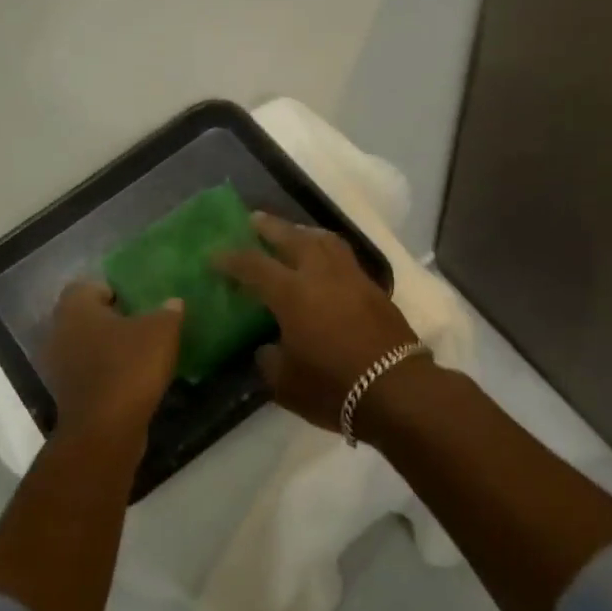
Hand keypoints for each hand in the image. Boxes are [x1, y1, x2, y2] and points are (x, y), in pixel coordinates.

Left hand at [43, 282, 182, 443]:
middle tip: (142, 325)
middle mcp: (58, 330)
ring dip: (106, 348)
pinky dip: (104, 372)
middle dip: (111, 319)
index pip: (90, 285)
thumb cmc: (129, 367)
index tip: (139, 303)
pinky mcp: (64, 393)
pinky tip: (129, 379)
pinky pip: (86, 371)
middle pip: (86, 316)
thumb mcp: (161, 332)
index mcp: (75, 307)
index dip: (115, 290)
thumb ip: (168, 312)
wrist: (105, 429)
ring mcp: (57, 364)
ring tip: (138, 353)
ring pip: (84, 345)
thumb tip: (172, 303)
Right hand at [215, 214, 422, 431]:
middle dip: (270, 227)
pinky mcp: (374, 289)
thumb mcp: (285, 383)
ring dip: (304, 232)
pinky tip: (323, 263)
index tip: (215, 255)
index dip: (231, 259)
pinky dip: (327, 251)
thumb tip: (268, 346)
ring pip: (325, 240)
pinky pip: (344, 257)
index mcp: (292, 293)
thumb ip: (269, 358)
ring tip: (292, 234)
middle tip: (254, 220)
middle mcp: (321, 275)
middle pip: (292, 238)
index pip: (254, 266)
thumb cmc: (333, 387)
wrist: (396, 390)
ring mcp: (352, 278)